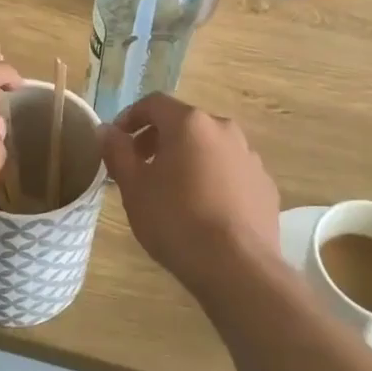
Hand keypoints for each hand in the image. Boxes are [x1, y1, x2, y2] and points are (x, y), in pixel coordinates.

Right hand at [99, 94, 280, 295]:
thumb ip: (117, 152)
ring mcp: (250, 157)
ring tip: (172, 191)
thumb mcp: (134, 187)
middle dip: (158, 140)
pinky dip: (213, 179)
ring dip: (188, 159)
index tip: (117, 140)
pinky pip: (231, 172)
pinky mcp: (265, 185)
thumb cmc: (176, 220)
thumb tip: (106, 130)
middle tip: (139, 167)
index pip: (154, 104)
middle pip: (184, 124)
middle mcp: (224, 129)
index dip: (130, 117)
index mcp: (190, 124)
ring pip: (210, 147)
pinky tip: (204, 210)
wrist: (237, 267)